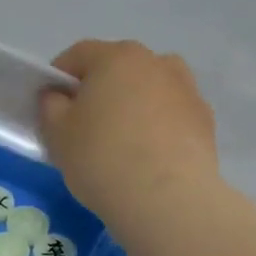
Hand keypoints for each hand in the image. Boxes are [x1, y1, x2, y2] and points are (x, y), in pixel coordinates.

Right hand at [38, 40, 219, 227]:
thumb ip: (50, 106)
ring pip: (150, 90)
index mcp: (116, 57)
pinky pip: (172, 115)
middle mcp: (156, 62)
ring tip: (123, 141)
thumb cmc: (102, 158)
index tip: (51, 106)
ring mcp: (187, 89)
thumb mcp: (58, 134)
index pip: (78, 56)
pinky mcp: (205, 120)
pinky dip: (158, 127)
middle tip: (86, 127)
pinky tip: (150, 157)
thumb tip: (58, 95)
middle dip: (100, 91)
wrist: (167, 199)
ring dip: (134, 105)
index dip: (59, 78)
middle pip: (118, 69)